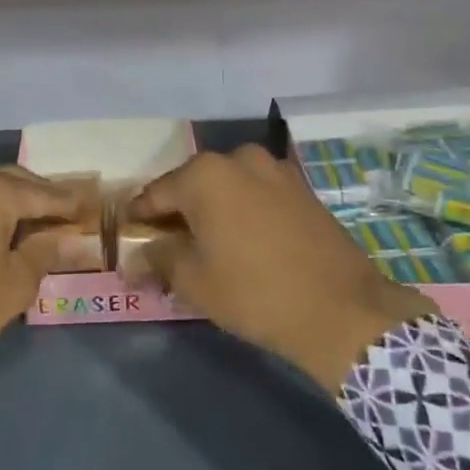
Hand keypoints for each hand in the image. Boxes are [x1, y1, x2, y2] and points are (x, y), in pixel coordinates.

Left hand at [0, 165, 81, 399]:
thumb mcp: (13, 286)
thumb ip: (44, 253)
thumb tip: (66, 237)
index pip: (43, 193)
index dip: (69, 204)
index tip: (91, 208)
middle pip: (11, 181)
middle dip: (39, 197)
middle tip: (63, 216)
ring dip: (7, 201)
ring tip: (28, 224)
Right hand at [129, 146, 439, 392]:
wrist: (342, 310)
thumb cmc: (255, 292)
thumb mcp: (195, 281)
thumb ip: (159, 259)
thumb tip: (136, 255)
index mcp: (206, 174)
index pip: (156, 193)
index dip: (138, 217)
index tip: (127, 236)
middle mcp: (239, 159)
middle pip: (192, 185)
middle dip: (176, 212)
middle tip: (165, 244)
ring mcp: (275, 170)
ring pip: (227, 187)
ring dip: (211, 210)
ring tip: (204, 244)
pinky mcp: (302, 188)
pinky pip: (256, 193)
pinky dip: (241, 211)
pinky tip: (241, 240)